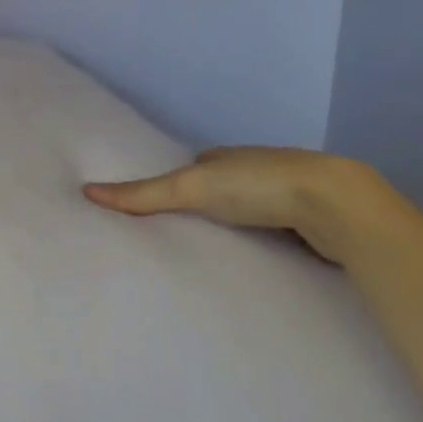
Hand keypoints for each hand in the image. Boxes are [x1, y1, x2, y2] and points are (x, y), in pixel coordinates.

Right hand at [84, 146, 388, 263]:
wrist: (336, 204)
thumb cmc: (257, 186)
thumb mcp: (191, 187)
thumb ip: (143, 194)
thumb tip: (87, 191)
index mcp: (227, 157)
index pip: (194, 167)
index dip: (175, 184)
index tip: (155, 207)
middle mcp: (256, 172)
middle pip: (223, 191)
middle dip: (206, 208)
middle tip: (178, 237)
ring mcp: (287, 198)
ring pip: (252, 214)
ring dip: (236, 229)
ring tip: (211, 256)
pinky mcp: (311, 225)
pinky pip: (277, 235)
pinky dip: (264, 245)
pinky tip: (255, 263)